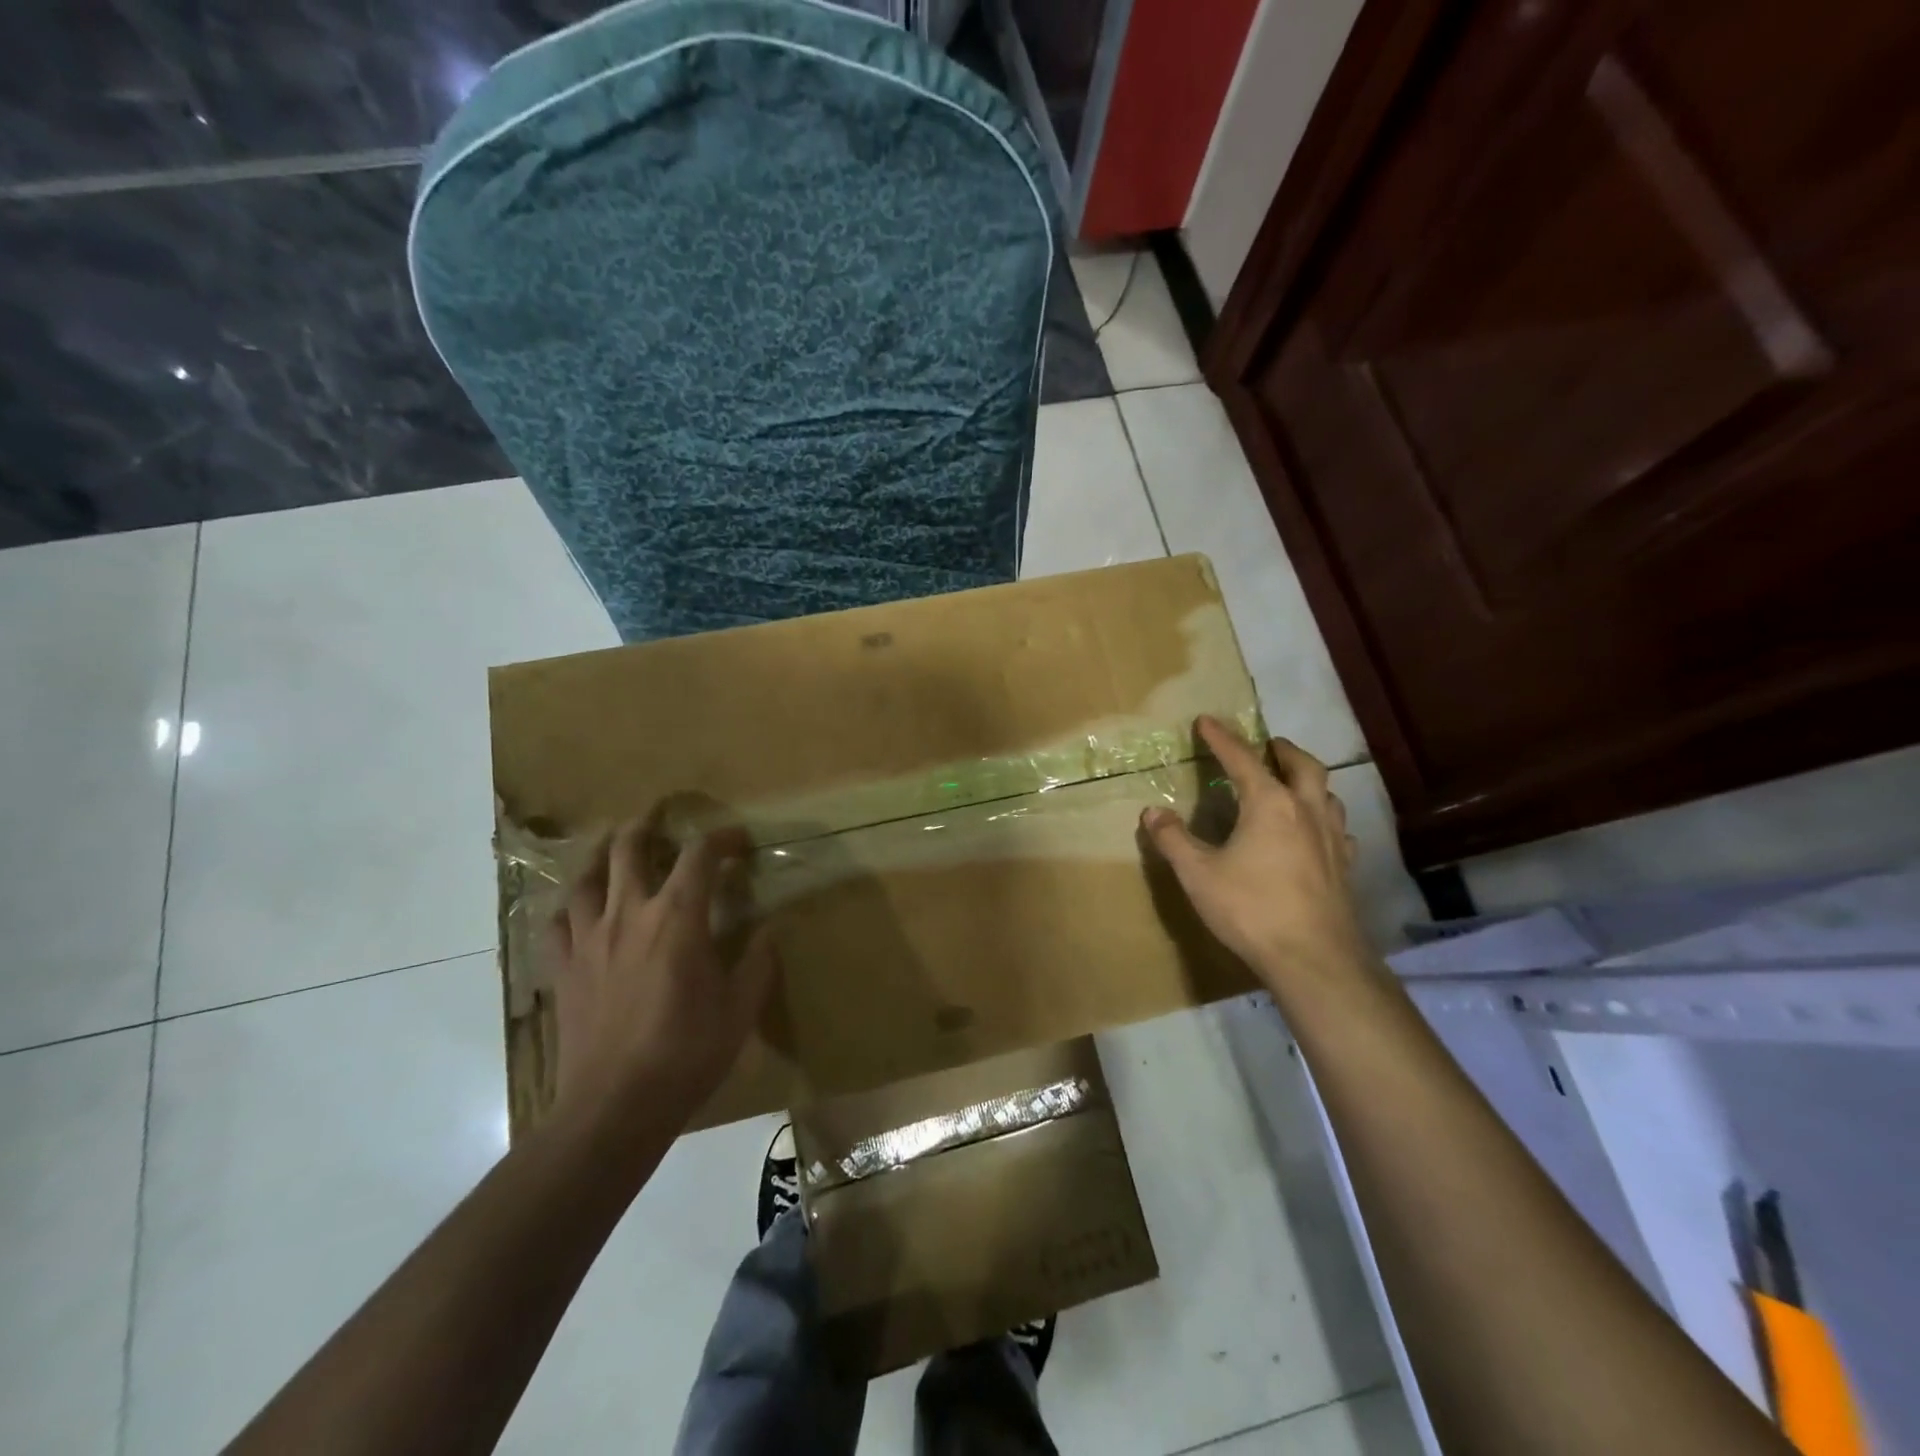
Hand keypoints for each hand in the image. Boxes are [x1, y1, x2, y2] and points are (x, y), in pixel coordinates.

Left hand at [546, 816, 777, 1130]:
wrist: (615, 1107)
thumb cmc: (687, 1053)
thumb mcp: (741, 1008)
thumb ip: (758, 962)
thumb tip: (768, 930)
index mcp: (677, 918)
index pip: (699, 856)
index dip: (720, 838)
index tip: (737, 841)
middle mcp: (629, 915)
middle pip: (629, 849)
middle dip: (646, 825)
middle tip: (658, 818)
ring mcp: (588, 940)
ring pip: (585, 878)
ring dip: (600, 854)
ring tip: (611, 846)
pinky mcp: (562, 970)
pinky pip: (557, 924)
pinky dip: (570, 907)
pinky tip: (578, 910)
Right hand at [1141, 716, 1373, 999]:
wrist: (1314, 959)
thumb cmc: (1251, 909)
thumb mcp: (1198, 874)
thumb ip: (1173, 840)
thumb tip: (1152, 812)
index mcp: (1269, 804)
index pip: (1242, 759)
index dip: (1221, 738)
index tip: (1206, 720)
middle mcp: (1306, 811)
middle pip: (1302, 765)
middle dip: (1282, 749)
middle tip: (1268, 744)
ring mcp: (1332, 839)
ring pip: (1327, 794)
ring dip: (1308, 780)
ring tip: (1293, 782)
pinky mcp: (1344, 867)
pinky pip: (1337, 829)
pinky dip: (1324, 819)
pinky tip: (1316, 833)